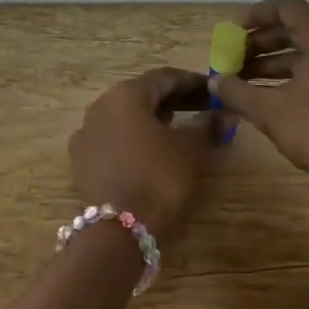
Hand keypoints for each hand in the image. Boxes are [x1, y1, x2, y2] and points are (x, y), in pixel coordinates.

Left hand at [69, 67, 223, 243]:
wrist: (120, 230)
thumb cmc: (160, 179)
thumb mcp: (192, 150)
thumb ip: (209, 125)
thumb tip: (227, 114)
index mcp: (125, 95)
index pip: (165, 77)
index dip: (193, 82)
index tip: (215, 91)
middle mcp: (100, 106)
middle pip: (142, 95)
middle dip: (174, 100)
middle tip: (202, 109)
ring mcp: (86, 133)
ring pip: (125, 116)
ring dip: (153, 118)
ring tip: (180, 129)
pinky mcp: (81, 160)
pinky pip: (113, 138)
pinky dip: (134, 138)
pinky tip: (151, 151)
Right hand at [209, 0, 308, 218]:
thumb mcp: (270, 111)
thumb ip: (237, 92)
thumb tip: (214, 82)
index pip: (288, 7)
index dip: (257, 14)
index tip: (232, 31)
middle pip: (295, 30)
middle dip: (260, 42)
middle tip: (233, 57)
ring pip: (305, 54)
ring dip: (272, 62)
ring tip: (241, 80)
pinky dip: (289, 77)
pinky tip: (265, 97)